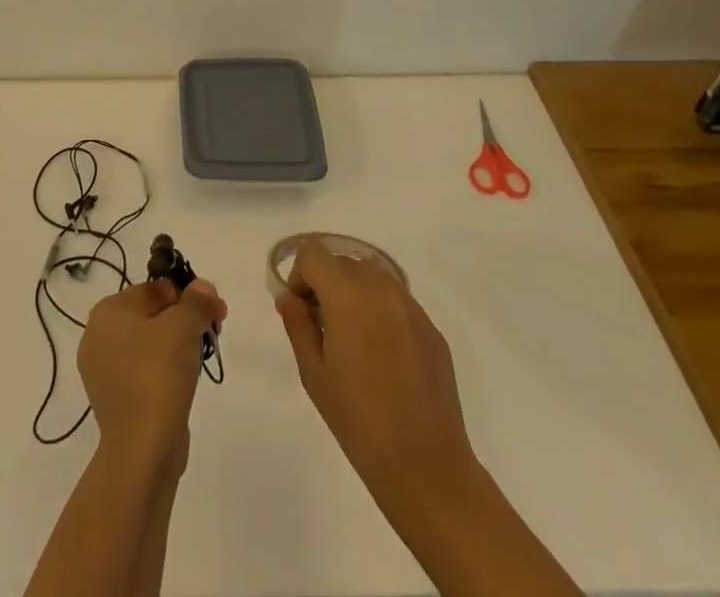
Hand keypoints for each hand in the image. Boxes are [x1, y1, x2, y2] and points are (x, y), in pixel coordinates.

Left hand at [78, 278, 227, 466]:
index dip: (188, 295)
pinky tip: (184, 382)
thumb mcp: (183, 327)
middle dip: (185, 320)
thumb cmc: (157, 374)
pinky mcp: (116, 401)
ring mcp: (104, 372)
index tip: (215, 310)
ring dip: (178, 345)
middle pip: (151, 315)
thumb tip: (203, 287)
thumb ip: (195, 302)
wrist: (142, 449)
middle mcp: (98, 337)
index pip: (153, 289)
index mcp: (107, 312)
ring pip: (149, 345)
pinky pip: (145, 372)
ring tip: (201, 358)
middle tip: (214, 331)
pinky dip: (165, 372)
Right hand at [275, 238, 479, 512]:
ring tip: (352, 336)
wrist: (425, 465)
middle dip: (326, 283)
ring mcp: (411, 307)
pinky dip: (381, 310)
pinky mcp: (431, 328)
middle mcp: (381, 289)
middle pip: (343, 261)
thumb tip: (289, 297)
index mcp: (348, 296)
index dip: (300, 274)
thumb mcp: (314, 373)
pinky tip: (383, 354)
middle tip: (322, 325)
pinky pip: (397, 300)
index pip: (314, 253)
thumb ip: (297, 324)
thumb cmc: (359, 420)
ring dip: (354, 291)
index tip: (301, 309)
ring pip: (372, 275)